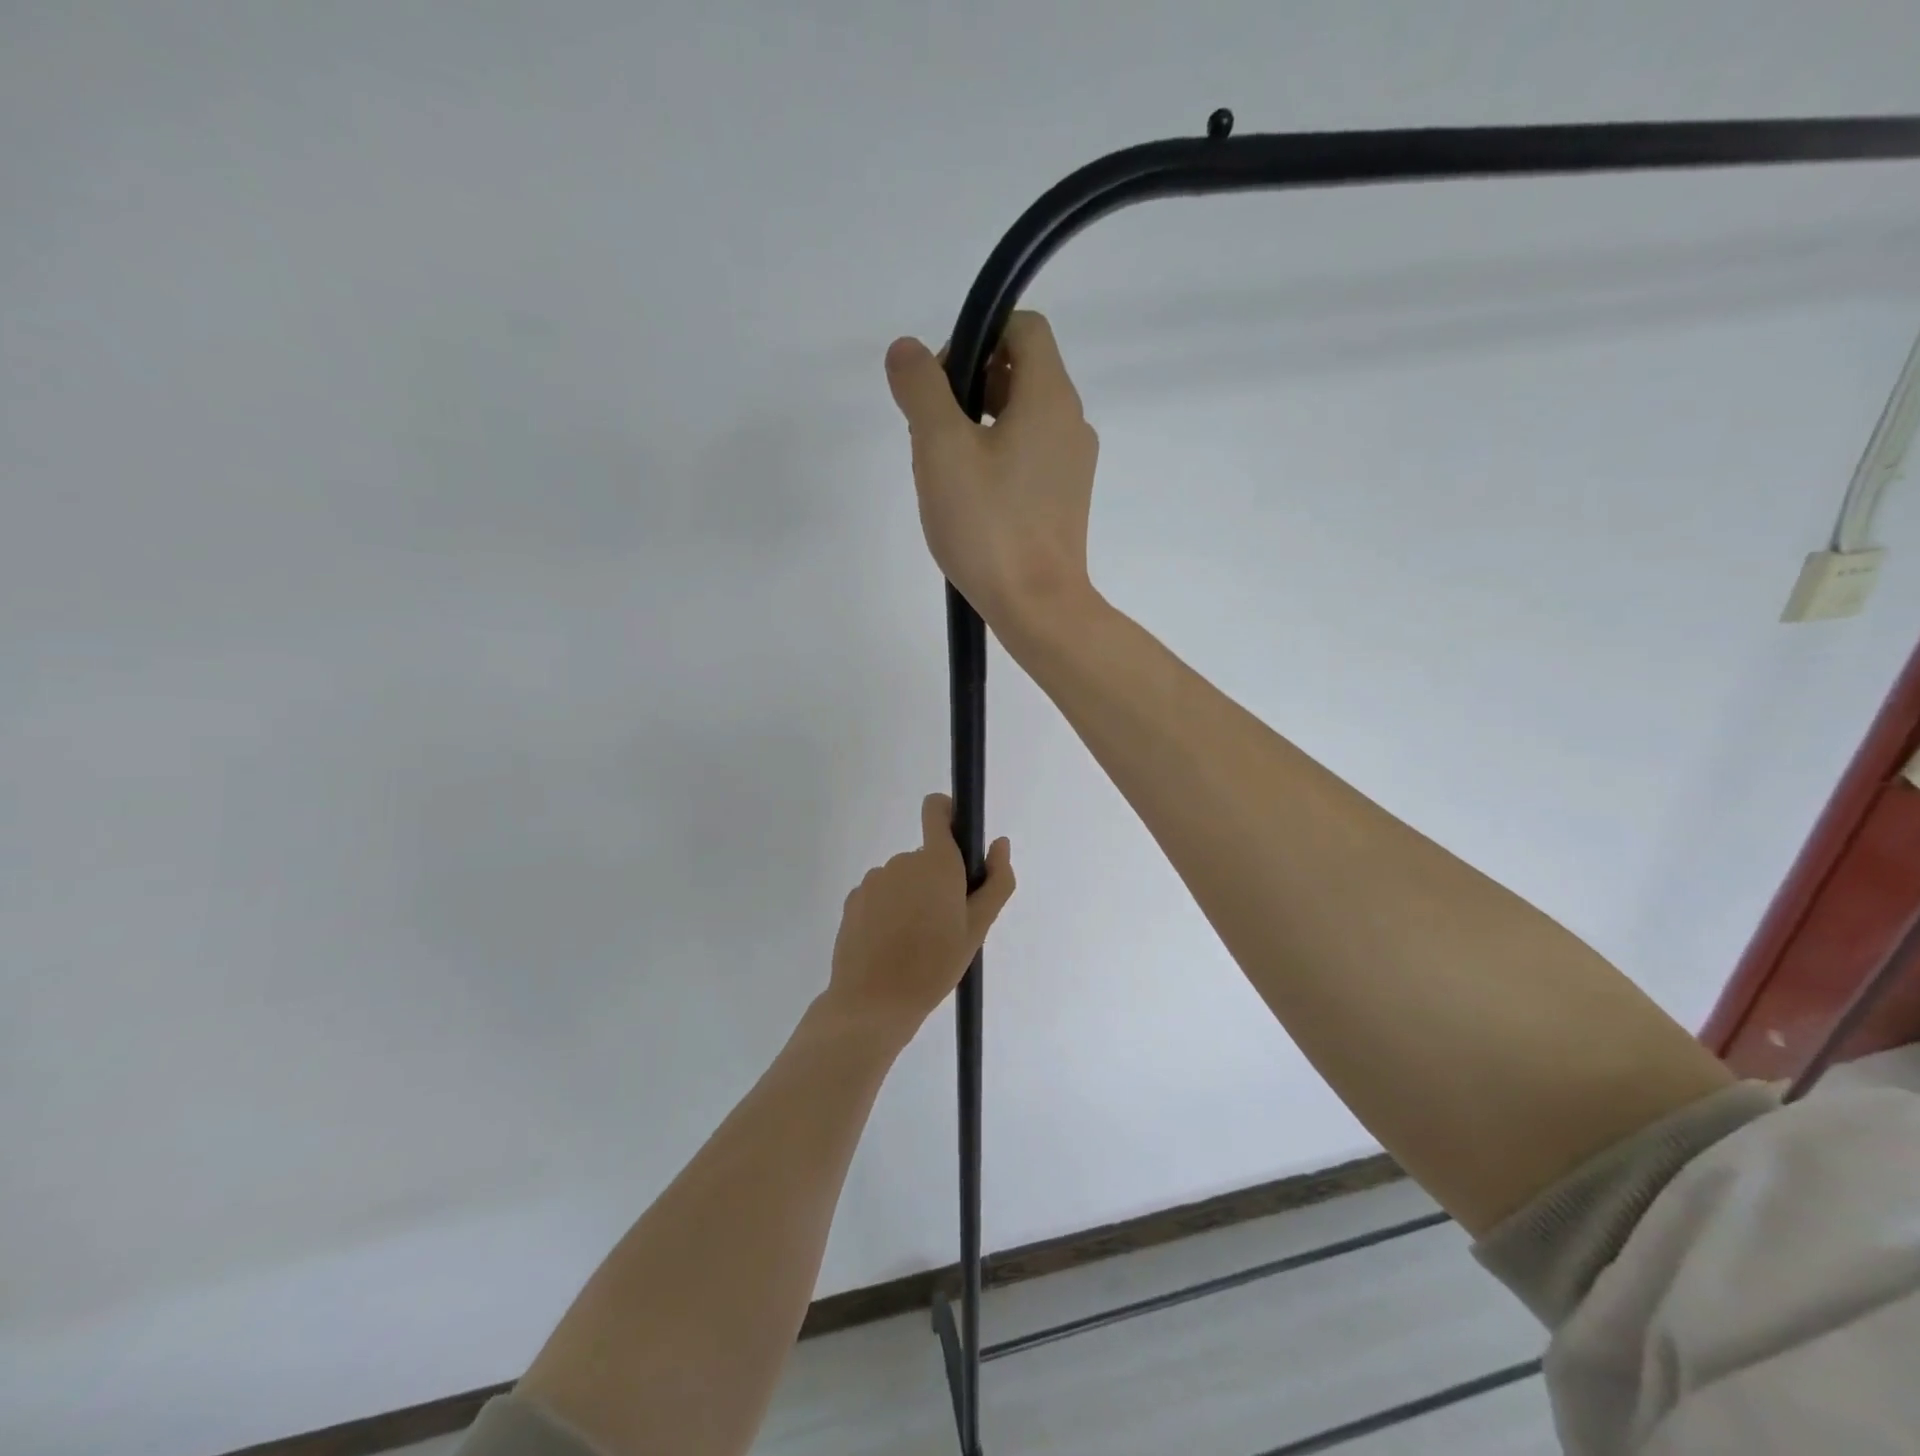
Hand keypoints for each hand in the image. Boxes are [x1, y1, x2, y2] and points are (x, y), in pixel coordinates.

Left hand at [825, 794, 1015, 1038]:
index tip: (959, 839)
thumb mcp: (977, 928)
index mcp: (936, 862)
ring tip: (916, 942)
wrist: (873, 1002)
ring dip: (912, 898)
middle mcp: (903, 861)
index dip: (949, 814)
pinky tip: (891, 946)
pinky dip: (889, 911)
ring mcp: (874, 879)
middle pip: (926, 857)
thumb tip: (999, 844)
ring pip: (903, 879)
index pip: (937, 810)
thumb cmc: (935, 965)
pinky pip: (880, 896)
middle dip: (937, 881)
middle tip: (945, 925)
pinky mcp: (853, 900)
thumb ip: (996, 881)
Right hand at [885, 311, 1100, 636]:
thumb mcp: (941, 449)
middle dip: (969, 387)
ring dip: (977, 427)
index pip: (1024, 328)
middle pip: (1020, 373)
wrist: (1037, 606)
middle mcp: (1071, 423)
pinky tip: (969, 501)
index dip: (977, 337)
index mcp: (1050, 397)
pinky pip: (1028, 458)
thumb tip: (907, 351)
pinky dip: (996, 459)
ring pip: (1021, 419)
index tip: (941, 382)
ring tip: (943, 473)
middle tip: (932, 433)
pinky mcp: (1065, 501)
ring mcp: (1072, 466)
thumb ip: (921, 390)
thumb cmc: (989, 525)